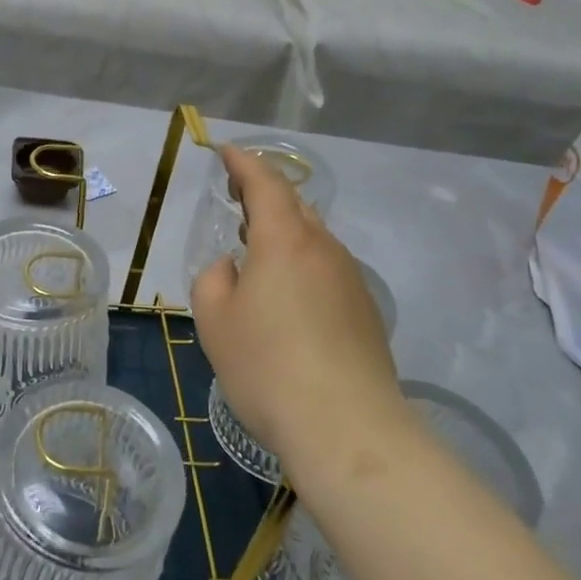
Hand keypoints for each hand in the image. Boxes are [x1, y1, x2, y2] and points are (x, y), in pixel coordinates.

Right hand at [190, 145, 408, 482]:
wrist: (347, 429)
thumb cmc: (267, 367)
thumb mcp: (215, 321)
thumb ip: (214, 280)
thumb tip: (233, 268)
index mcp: (285, 241)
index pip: (265, 183)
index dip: (243, 163)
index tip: (225, 151)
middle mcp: (324, 250)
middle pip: (295, 206)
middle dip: (264, 195)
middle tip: (237, 198)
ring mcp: (351, 281)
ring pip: (314, 240)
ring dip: (284, 233)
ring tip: (257, 249)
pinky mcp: (365, 313)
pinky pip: (327, 271)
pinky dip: (302, 266)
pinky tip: (288, 298)